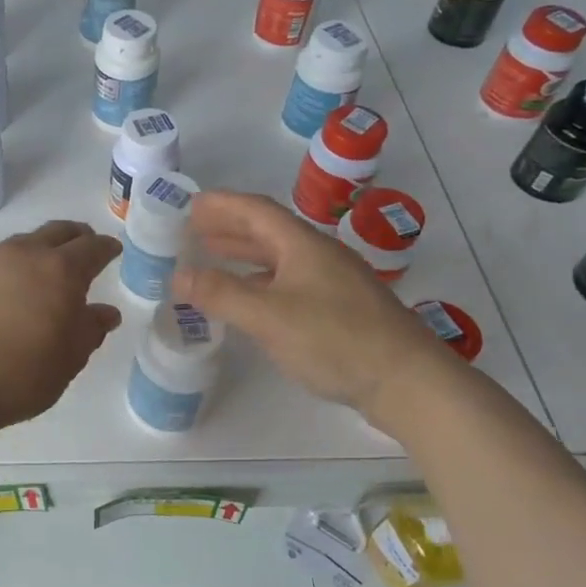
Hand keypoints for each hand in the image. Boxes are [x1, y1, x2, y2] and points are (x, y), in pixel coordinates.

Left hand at [0, 221, 122, 433]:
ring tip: (44, 271)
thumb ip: (90, 330)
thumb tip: (105, 312)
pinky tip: (6, 291)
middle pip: (57, 232)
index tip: (112, 250)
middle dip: (76, 237)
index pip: (91, 248)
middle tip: (84, 247)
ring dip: (40, 250)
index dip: (106, 248)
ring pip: (23, 243)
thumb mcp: (68, 360)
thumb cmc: (20, 376)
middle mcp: (24, 254)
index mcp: (60, 271)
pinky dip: (10, 268)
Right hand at [172, 190, 451, 419]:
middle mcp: (318, 256)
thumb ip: (220, 294)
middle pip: (267, 231)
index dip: (221, 204)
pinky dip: (260, 283)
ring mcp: (333, 283)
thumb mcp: (268, 316)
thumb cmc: (335, 339)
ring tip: (211, 258)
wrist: (409, 383)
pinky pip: (289, 283)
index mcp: (302, 245)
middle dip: (228, 228)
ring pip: (278, 259)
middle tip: (192, 230)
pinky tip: (248, 300)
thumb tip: (176, 275)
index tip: (189, 203)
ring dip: (243, 256)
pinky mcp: (341, 310)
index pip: (255, 210)